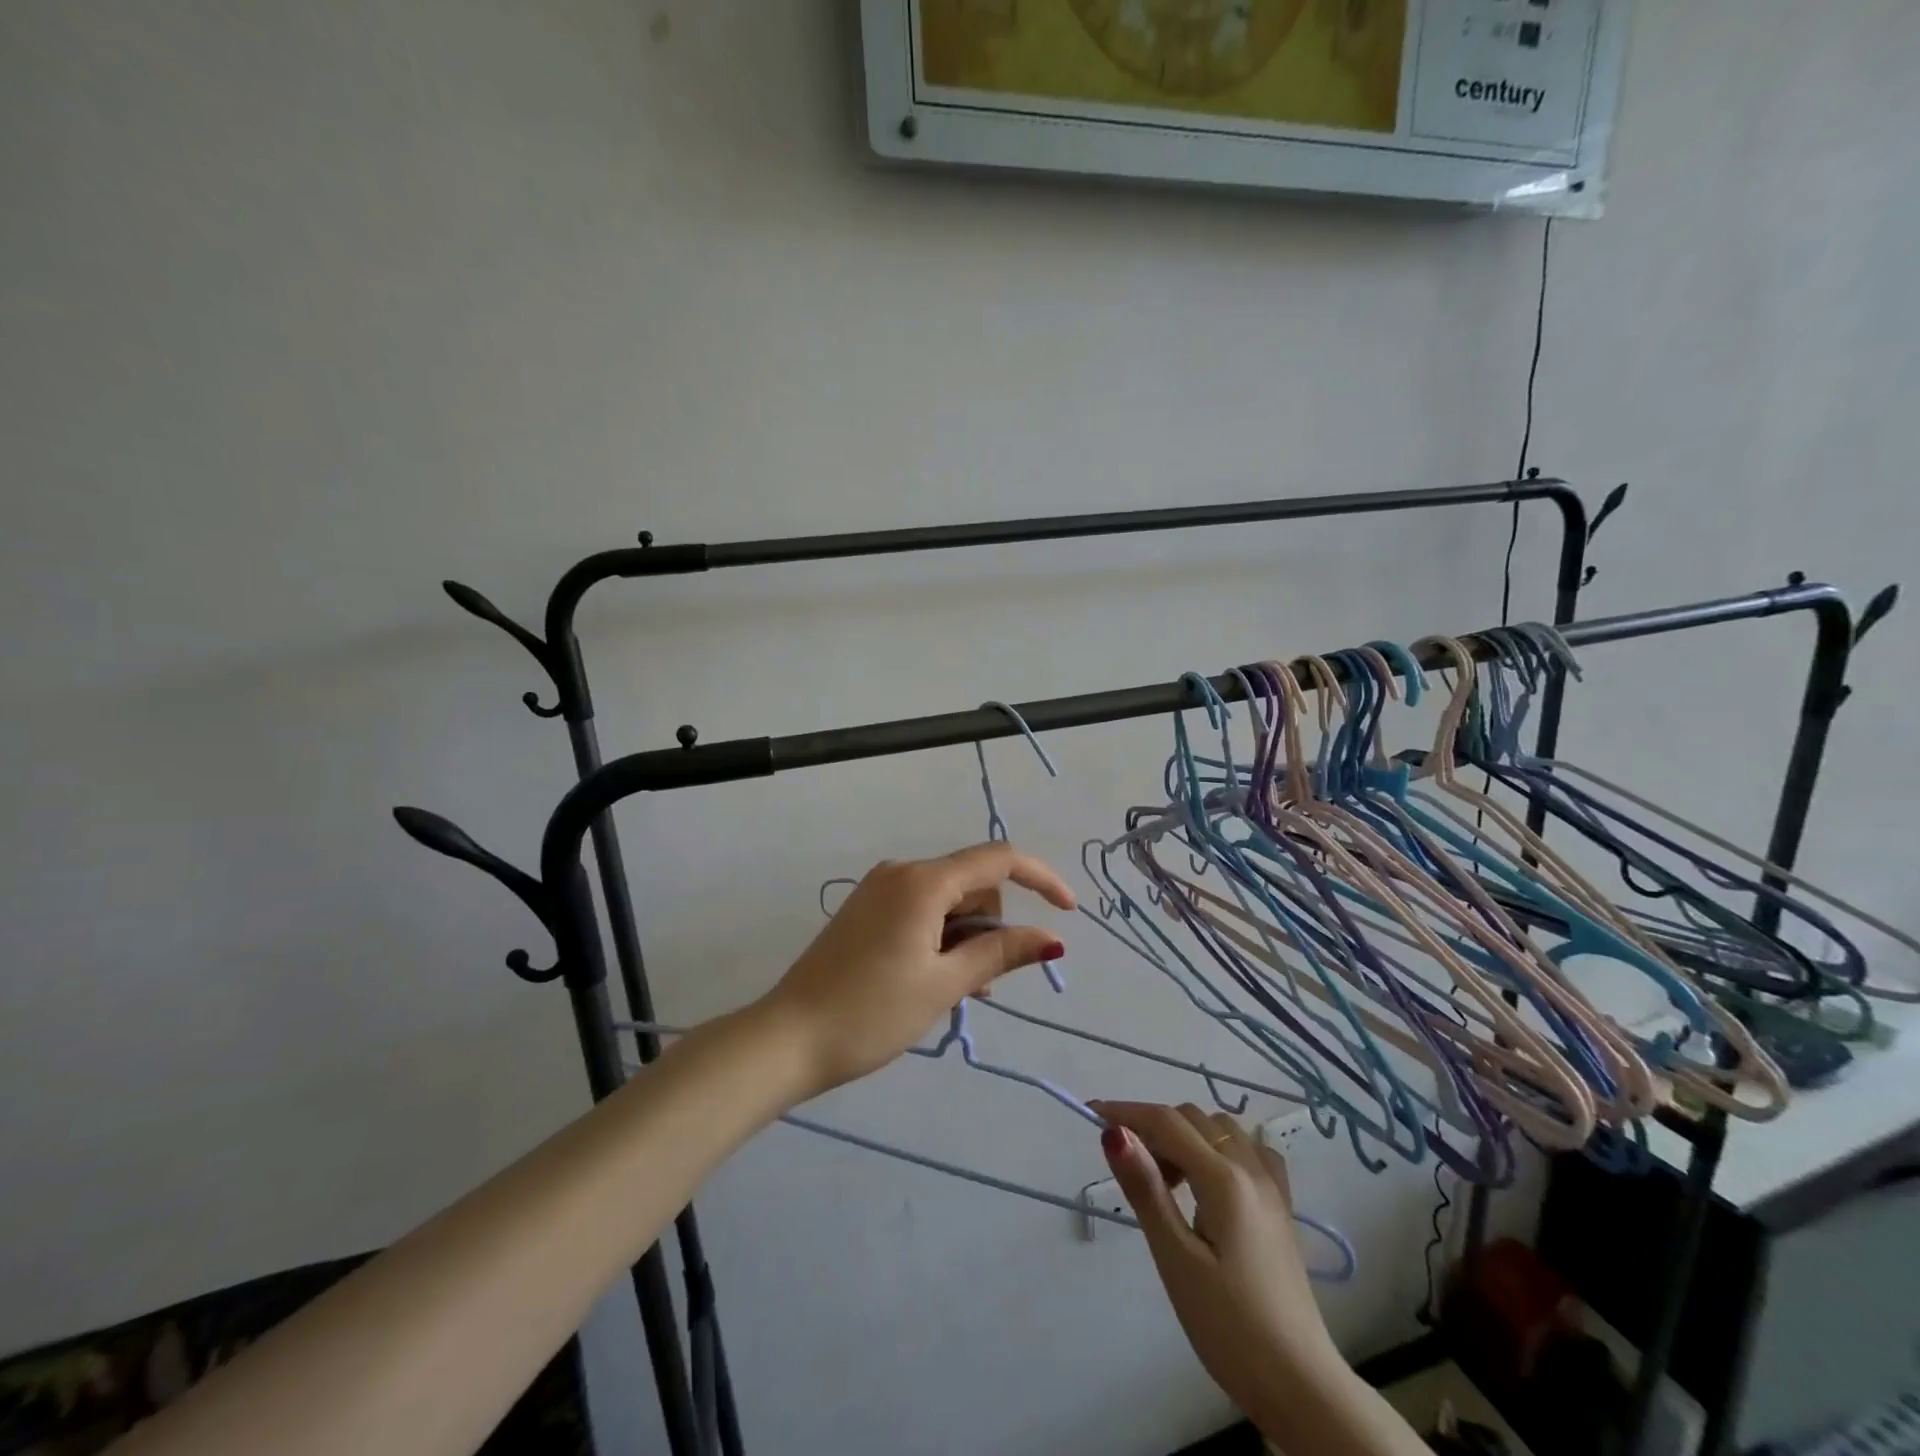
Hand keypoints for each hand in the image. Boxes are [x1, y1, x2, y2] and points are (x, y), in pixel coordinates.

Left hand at [761, 843, 1075, 1099]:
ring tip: (955, 991)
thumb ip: (1000, 953)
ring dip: (966, 938)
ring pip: (948, 901)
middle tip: (982, 982)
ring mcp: (879, 890)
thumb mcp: (943, 984)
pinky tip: (932, 978)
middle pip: (972, 883)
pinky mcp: (865, 910)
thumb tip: (1051, 938)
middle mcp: (901, 872)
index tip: (1068, 913)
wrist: (787, 1038)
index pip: (998, 859)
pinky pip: (921, 911)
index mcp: (922, 882)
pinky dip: (940, 938)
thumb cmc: (870, 1012)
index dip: (1040, 879)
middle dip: (991, 925)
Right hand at [1093, 1102, 1342, 1428]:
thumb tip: (1114, 1133)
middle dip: (1154, 1128)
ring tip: (1167, 1182)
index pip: (1166, 1122)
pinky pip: (1249, 1150)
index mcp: (1224, 1179)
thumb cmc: (1229, 1327)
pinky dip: (1220, 1148)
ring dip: (1186, 1136)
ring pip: (1220, 1129)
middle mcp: (1251, 1168)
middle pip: (1193, 1119)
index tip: (1091, 1114)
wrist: (1301, 1386)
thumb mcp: (1176, 1260)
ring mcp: (1272, 1186)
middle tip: (1131, 1170)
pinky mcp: (1282, 1206)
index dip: (1125, 1112)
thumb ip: (1146, 1190)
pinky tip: (1210, 1181)